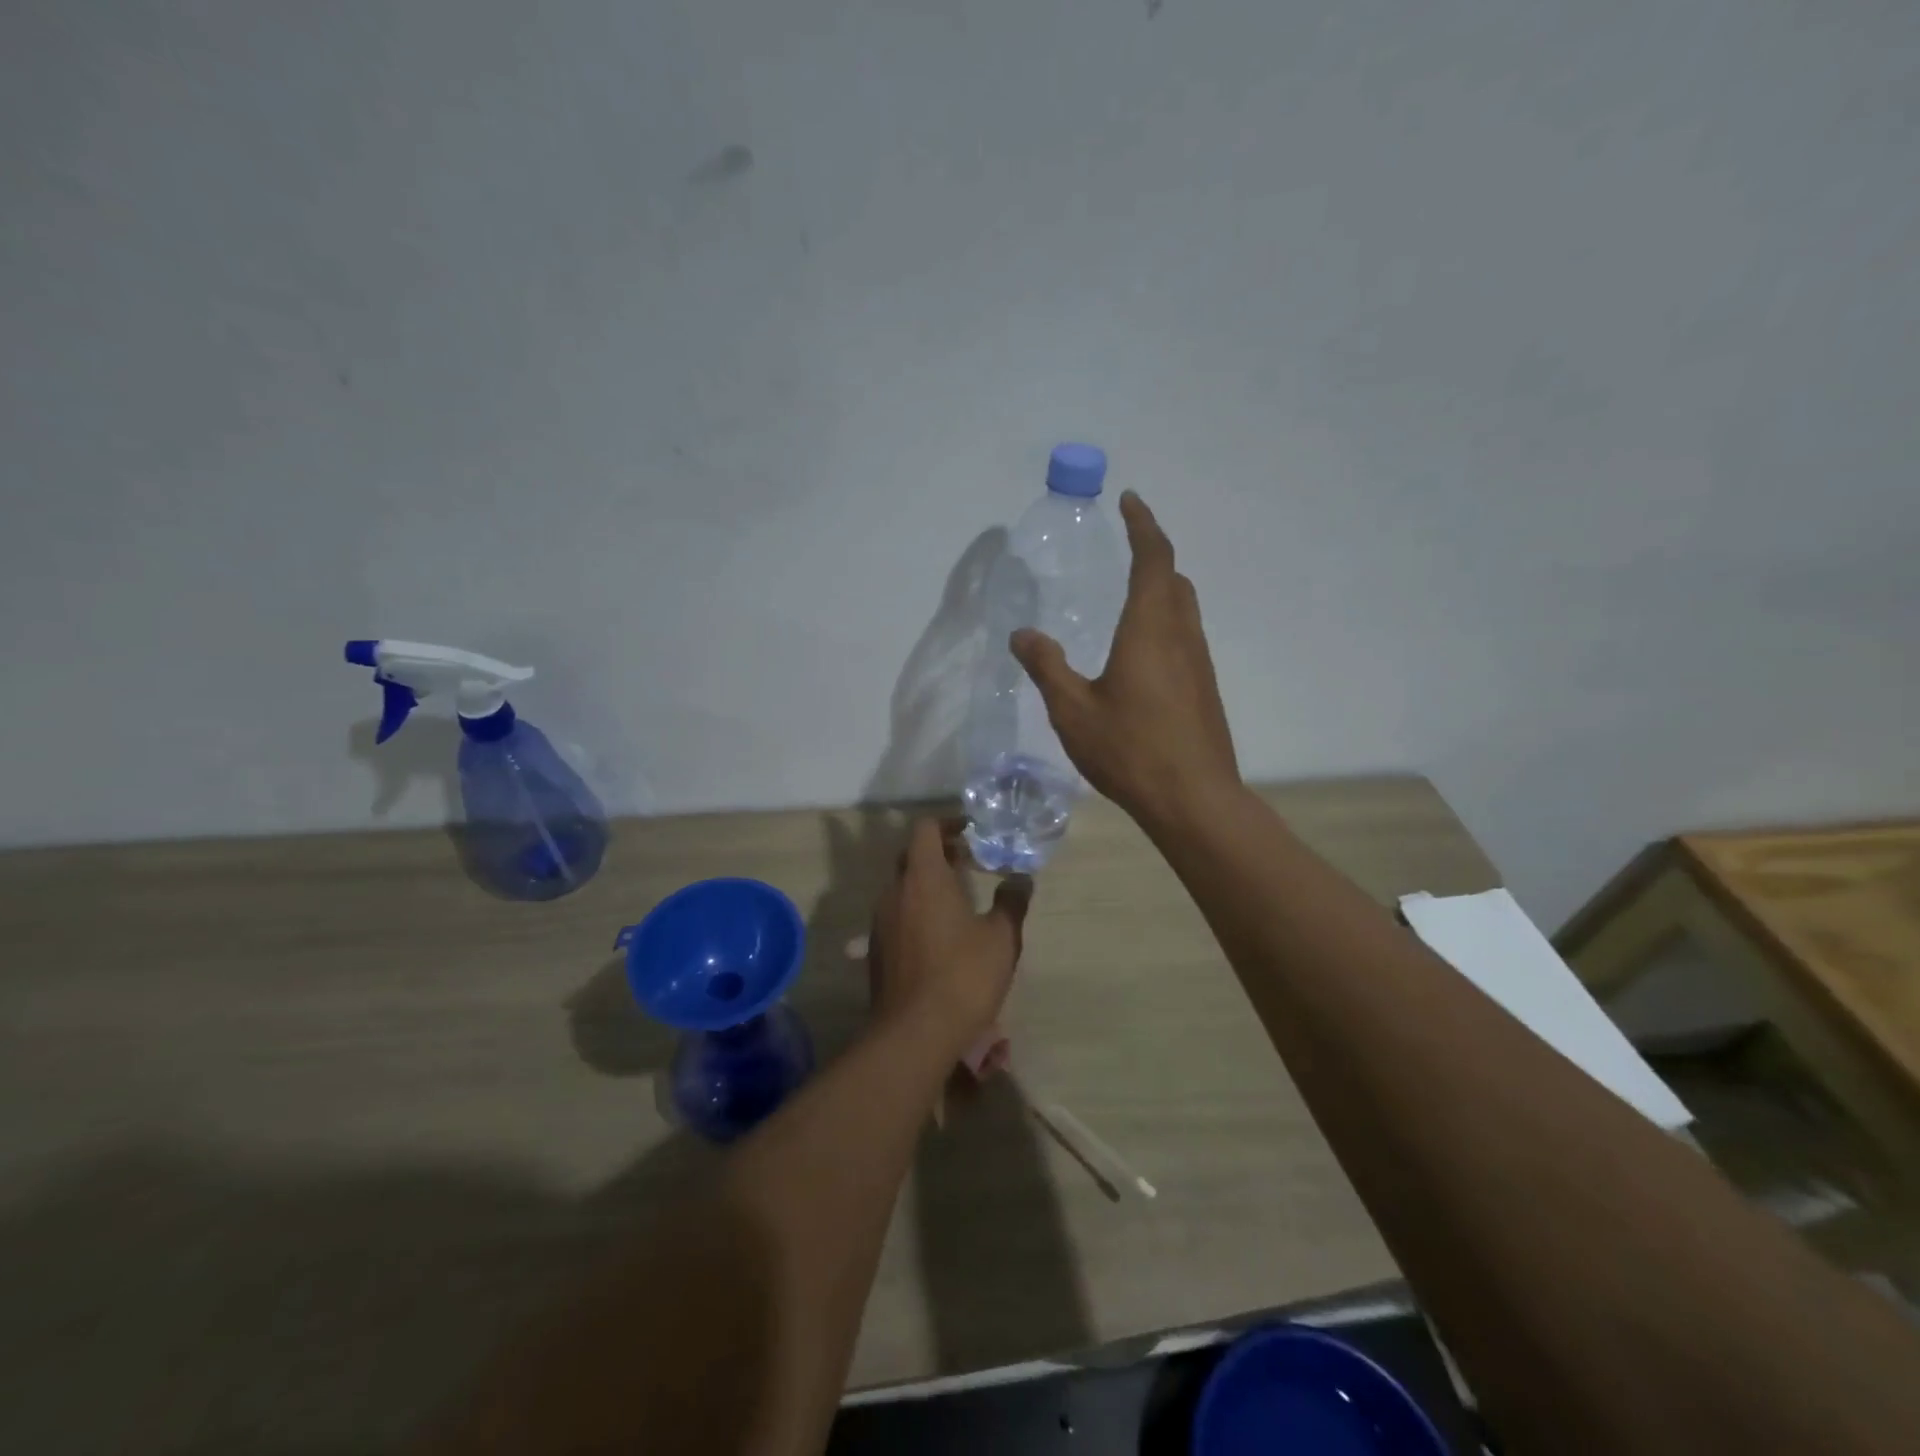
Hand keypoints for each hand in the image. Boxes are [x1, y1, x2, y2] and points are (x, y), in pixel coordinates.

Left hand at [869, 818, 1031, 1051]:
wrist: (914, 1034)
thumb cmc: (963, 976)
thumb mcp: (1001, 938)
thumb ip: (1011, 902)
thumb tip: (1021, 879)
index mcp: (923, 878)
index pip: (925, 829)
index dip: (948, 824)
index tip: (971, 833)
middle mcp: (894, 892)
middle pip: (912, 856)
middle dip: (939, 853)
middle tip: (969, 862)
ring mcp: (880, 922)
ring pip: (902, 887)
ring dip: (927, 883)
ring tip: (958, 898)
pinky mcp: (876, 950)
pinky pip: (896, 914)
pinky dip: (916, 910)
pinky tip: (940, 934)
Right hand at [1011, 491, 1239, 834]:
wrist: (1194, 798)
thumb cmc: (1130, 749)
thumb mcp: (1073, 711)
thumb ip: (1047, 667)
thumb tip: (1022, 634)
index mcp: (1150, 628)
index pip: (1153, 559)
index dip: (1143, 524)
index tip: (1129, 500)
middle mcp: (1182, 636)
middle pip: (1174, 579)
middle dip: (1153, 553)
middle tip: (1126, 546)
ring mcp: (1199, 663)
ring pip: (1184, 609)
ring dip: (1161, 589)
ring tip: (1129, 595)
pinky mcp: (1204, 688)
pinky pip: (1185, 637)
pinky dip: (1165, 623)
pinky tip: (1140, 653)